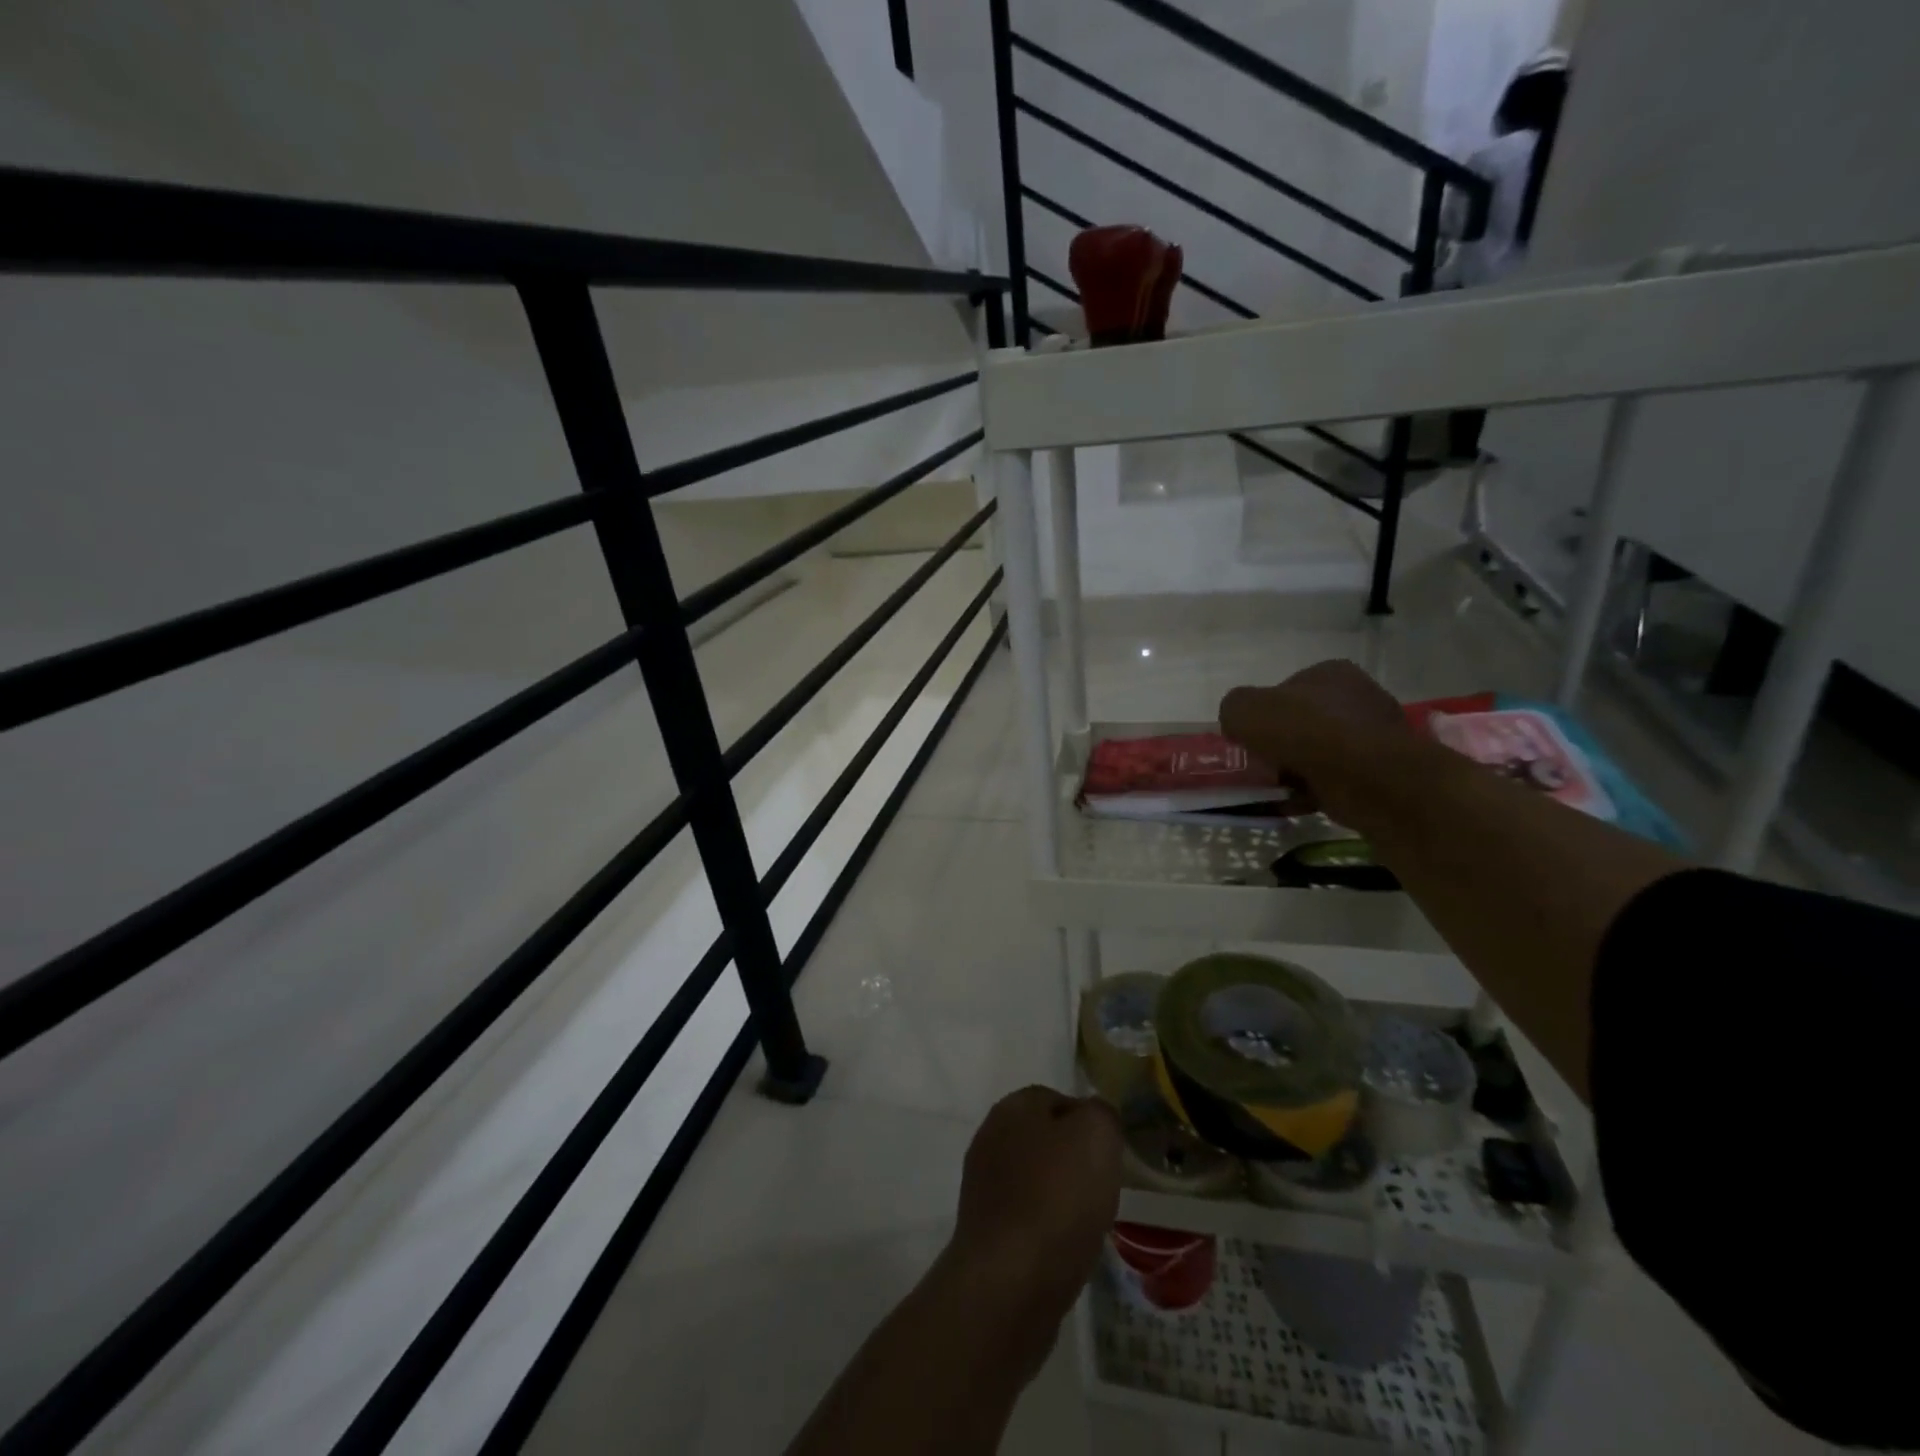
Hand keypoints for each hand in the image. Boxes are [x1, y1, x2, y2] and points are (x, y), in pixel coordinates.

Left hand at [946, 1087, 1120, 1329]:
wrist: (1008, 1284)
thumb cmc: (1056, 1198)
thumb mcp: (1096, 1136)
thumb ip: (1100, 1114)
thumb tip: (1094, 1117)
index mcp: (1012, 1107)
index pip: (1057, 1099)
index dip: (1089, 1122)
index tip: (1111, 1153)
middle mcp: (990, 1138)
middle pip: (1045, 1139)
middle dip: (1075, 1160)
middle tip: (1104, 1186)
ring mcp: (983, 1186)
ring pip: (1036, 1179)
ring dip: (1062, 1196)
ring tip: (1088, 1221)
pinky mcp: (985, 1231)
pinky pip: (1026, 1217)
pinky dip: (1048, 1228)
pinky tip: (1066, 1248)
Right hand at [1219, 660, 1410, 821]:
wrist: (1368, 778)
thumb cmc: (1305, 733)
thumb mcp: (1244, 710)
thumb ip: (1234, 709)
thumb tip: (1239, 724)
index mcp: (1331, 672)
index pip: (1286, 690)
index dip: (1263, 714)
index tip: (1250, 739)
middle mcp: (1359, 696)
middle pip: (1303, 723)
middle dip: (1281, 745)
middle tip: (1260, 766)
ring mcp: (1375, 734)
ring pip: (1319, 753)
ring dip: (1295, 771)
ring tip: (1275, 789)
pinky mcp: (1382, 771)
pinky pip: (1335, 780)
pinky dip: (1314, 791)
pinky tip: (1296, 803)